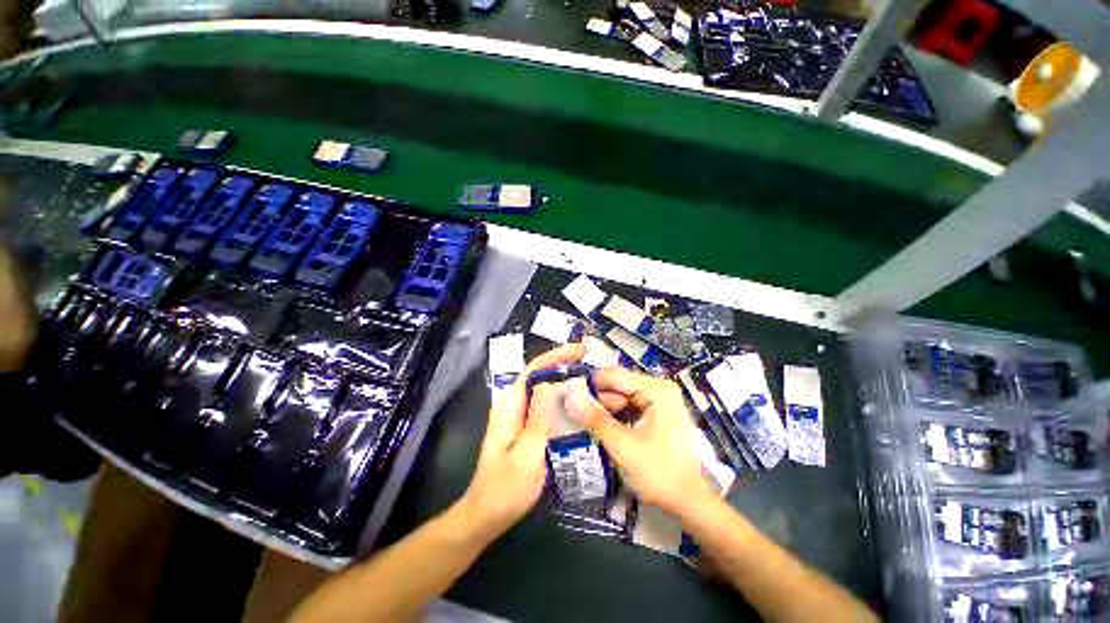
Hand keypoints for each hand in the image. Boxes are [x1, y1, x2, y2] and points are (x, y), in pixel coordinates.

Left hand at [457, 343, 586, 542]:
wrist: (487, 516)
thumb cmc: (505, 488)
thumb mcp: (526, 453)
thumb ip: (539, 417)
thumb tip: (552, 382)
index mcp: (511, 405)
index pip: (534, 368)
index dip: (557, 356)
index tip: (581, 351)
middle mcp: (515, 405)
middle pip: (541, 376)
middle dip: (566, 366)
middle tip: (593, 366)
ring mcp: (521, 417)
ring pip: (546, 391)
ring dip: (567, 383)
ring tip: (593, 382)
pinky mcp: (528, 429)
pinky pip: (548, 408)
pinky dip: (564, 402)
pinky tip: (581, 407)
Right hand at [565, 367, 714, 518]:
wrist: (688, 502)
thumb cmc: (659, 473)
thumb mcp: (622, 446)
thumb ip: (595, 419)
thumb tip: (569, 396)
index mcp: (656, 390)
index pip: (615, 376)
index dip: (590, 382)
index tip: (566, 391)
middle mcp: (658, 389)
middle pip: (618, 385)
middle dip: (595, 397)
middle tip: (569, 407)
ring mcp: (658, 402)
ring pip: (620, 397)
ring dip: (602, 408)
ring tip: (577, 416)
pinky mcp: (655, 414)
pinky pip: (627, 408)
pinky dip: (612, 416)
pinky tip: (596, 425)